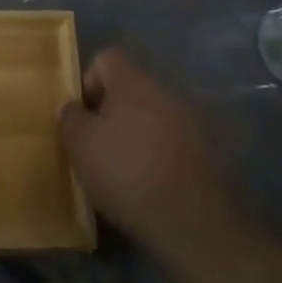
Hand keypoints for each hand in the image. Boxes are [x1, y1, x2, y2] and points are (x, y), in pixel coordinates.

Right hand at [59, 47, 237, 254]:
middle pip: (132, 89)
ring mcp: (193, 122)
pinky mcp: (211, 154)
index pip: (106, 58)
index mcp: (134, 81)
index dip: (88, 83)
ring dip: (140, 136)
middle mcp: (166, 91)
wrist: (195, 224)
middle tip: (100, 146)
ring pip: (155, 117)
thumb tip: (74, 109)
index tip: (83, 118)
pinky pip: (176, 144)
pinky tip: (154, 186)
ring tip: (127, 171)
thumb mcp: (80, 144)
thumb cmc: (128, 172)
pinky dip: (162, 157)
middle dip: (114, 113)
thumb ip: (70, 117)